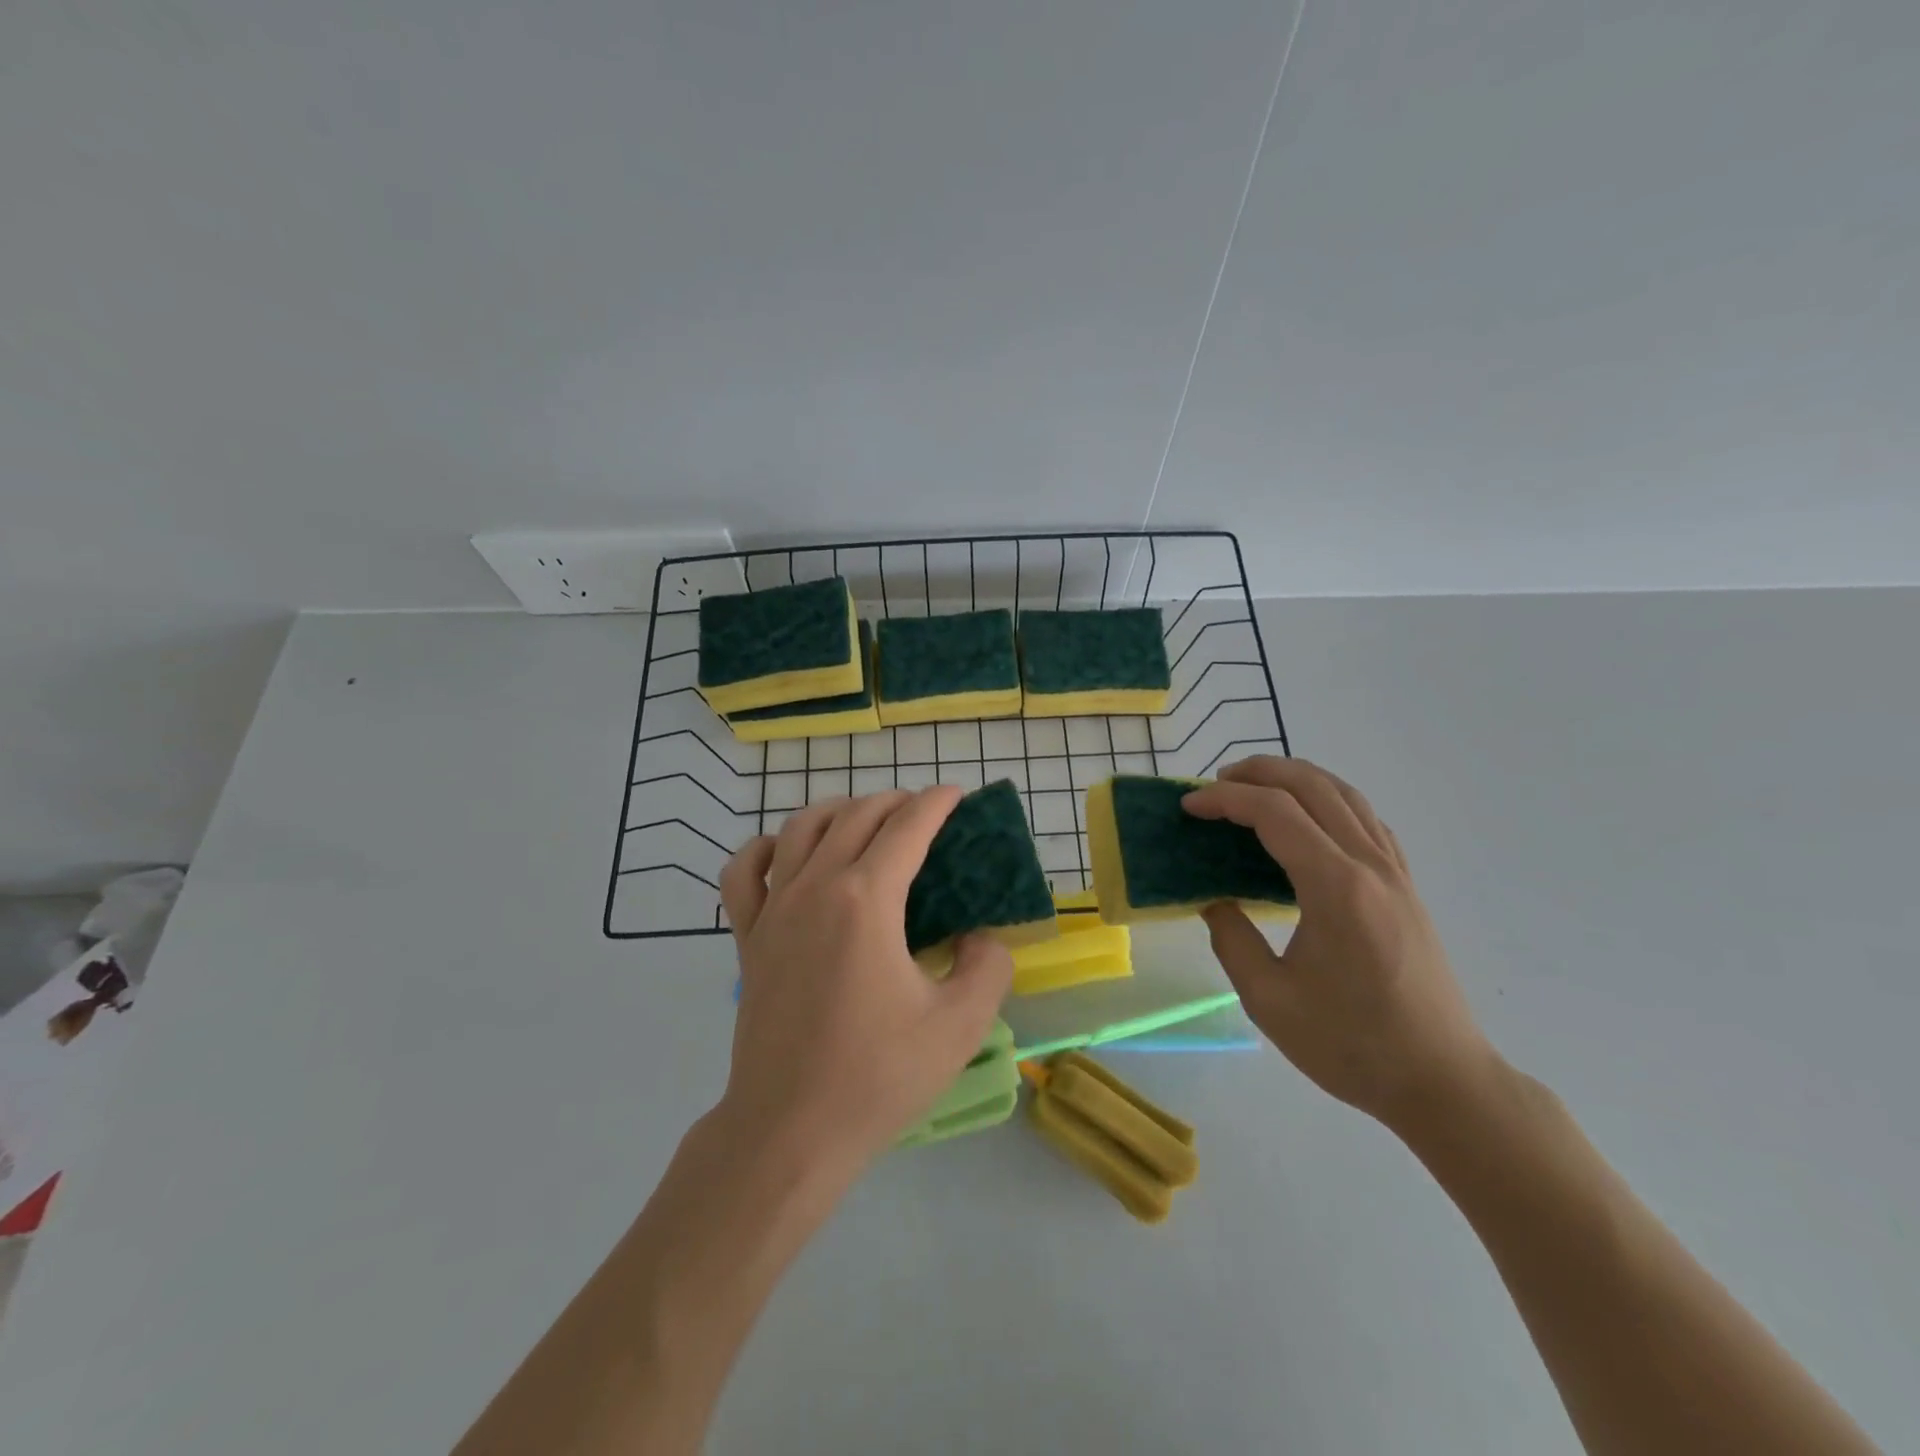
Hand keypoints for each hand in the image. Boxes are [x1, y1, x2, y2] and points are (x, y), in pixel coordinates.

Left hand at [716, 786, 1014, 1180]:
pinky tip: (785, 853)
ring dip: (838, 811)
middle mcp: (816, 888)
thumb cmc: (877, 1076)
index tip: (956, 794)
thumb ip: (988, 967)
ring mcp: (774, 910)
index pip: (906, 827)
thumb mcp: (960, 1025)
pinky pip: (744, 872)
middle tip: (923, 812)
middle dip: (895, 801)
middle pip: (856, 816)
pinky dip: (765, 848)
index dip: (936, 803)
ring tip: (864, 819)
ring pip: (800, 828)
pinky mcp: (748, 938)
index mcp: (866, 900)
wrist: (789, 1131)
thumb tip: (979, 938)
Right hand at [1182, 757, 1493, 1128]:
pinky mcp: (1406, 888)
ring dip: (1296, 778)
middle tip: (1215, 783)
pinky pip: (1367, 820)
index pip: (1274, 813)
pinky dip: (1329, 801)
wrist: (1442, 1081)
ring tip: (1255, 788)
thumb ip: (1231, 940)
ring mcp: (1395, 874)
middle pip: (1313, 787)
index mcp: (1335, 888)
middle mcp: (1370, 866)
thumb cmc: (1351, 1045)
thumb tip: (1216, 901)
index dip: (1225, 800)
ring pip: (1346, 795)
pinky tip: (1308, 820)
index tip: (1188, 806)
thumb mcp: (1268, 1000)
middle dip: (1258, 772)